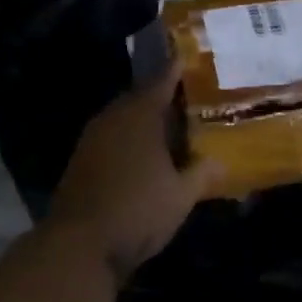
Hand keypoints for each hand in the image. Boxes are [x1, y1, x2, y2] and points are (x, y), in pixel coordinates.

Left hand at [49, 63, 220, 281]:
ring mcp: (92, 140)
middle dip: (160, 96)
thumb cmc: (138, 210)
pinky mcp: (80, 162)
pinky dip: (128, 138)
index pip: (161, 82)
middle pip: (139, 98)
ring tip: (168, 124)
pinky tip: (142, 153)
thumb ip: (202, 174)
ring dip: (142, 119)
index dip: (175, 70)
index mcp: (140, 116)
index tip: (187, 56)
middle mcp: (113, 119)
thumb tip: (221, 161)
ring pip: (122, 118)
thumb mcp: (181, 196)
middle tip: (185, 96)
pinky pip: (111, 137)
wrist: (79, 245)